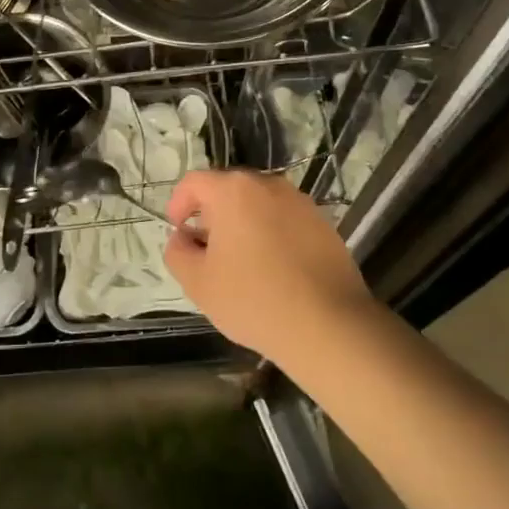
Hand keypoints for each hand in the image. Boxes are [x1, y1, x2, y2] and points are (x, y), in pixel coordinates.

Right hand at [163, 169, 380, 366]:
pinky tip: (274, 269)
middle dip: (212, 214)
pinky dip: (271, 234)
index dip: (178, 204)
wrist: (330, 325)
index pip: (194, 182)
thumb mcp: (198, 283)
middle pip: (228, 189)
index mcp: (233, 190)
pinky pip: (285, 219)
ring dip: (243, 224)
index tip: (179, 233)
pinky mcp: (323, 223)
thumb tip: (183, 238)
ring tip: (241, 262)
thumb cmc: (254, 299)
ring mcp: (300, 202)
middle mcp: (268, 184)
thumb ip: (178, 252)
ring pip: (259, 204)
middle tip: (207, 250)